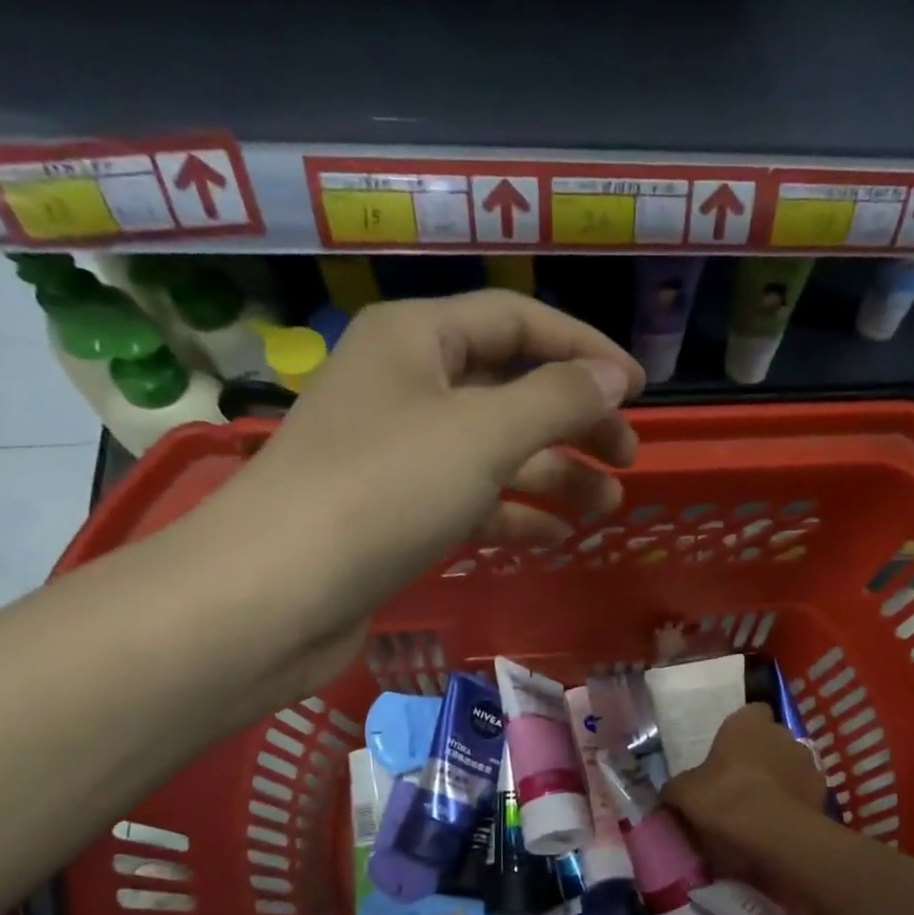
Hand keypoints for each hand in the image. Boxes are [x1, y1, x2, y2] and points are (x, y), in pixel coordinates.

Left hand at [187, 290, 645, 692]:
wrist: (274, 594)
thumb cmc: (383, 491)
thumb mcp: (482, 435)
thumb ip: (556, 399)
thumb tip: (613, 378)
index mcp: (416, 339)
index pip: (518, 321)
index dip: (584, 350)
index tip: (639, 390)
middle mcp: (405, 385)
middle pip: (509, 388)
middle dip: (574, 421)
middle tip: (628, 458)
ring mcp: (397, 452)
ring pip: (493, 450)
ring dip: (553, 474)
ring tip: (607, 507)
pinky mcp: (393, 512)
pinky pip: (468, 499)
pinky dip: (513, 512)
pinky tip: (555, 536)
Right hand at [663, 705, 828, 881]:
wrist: (774, 834)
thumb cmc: (724, 798)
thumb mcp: (684, 793)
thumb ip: (677, 787)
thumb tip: (670, 791)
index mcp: (747, 722)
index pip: (751, 712)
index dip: (742, 730)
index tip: (730, 751)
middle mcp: (782, 732)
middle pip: (772, 738)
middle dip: (761, 754)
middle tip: (741, 781)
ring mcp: (807, 760)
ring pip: (791, 764)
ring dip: (780, 778)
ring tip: (762, 806)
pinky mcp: (823, 790)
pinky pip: (804, 791)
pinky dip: (795, 801)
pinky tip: (780, 822)